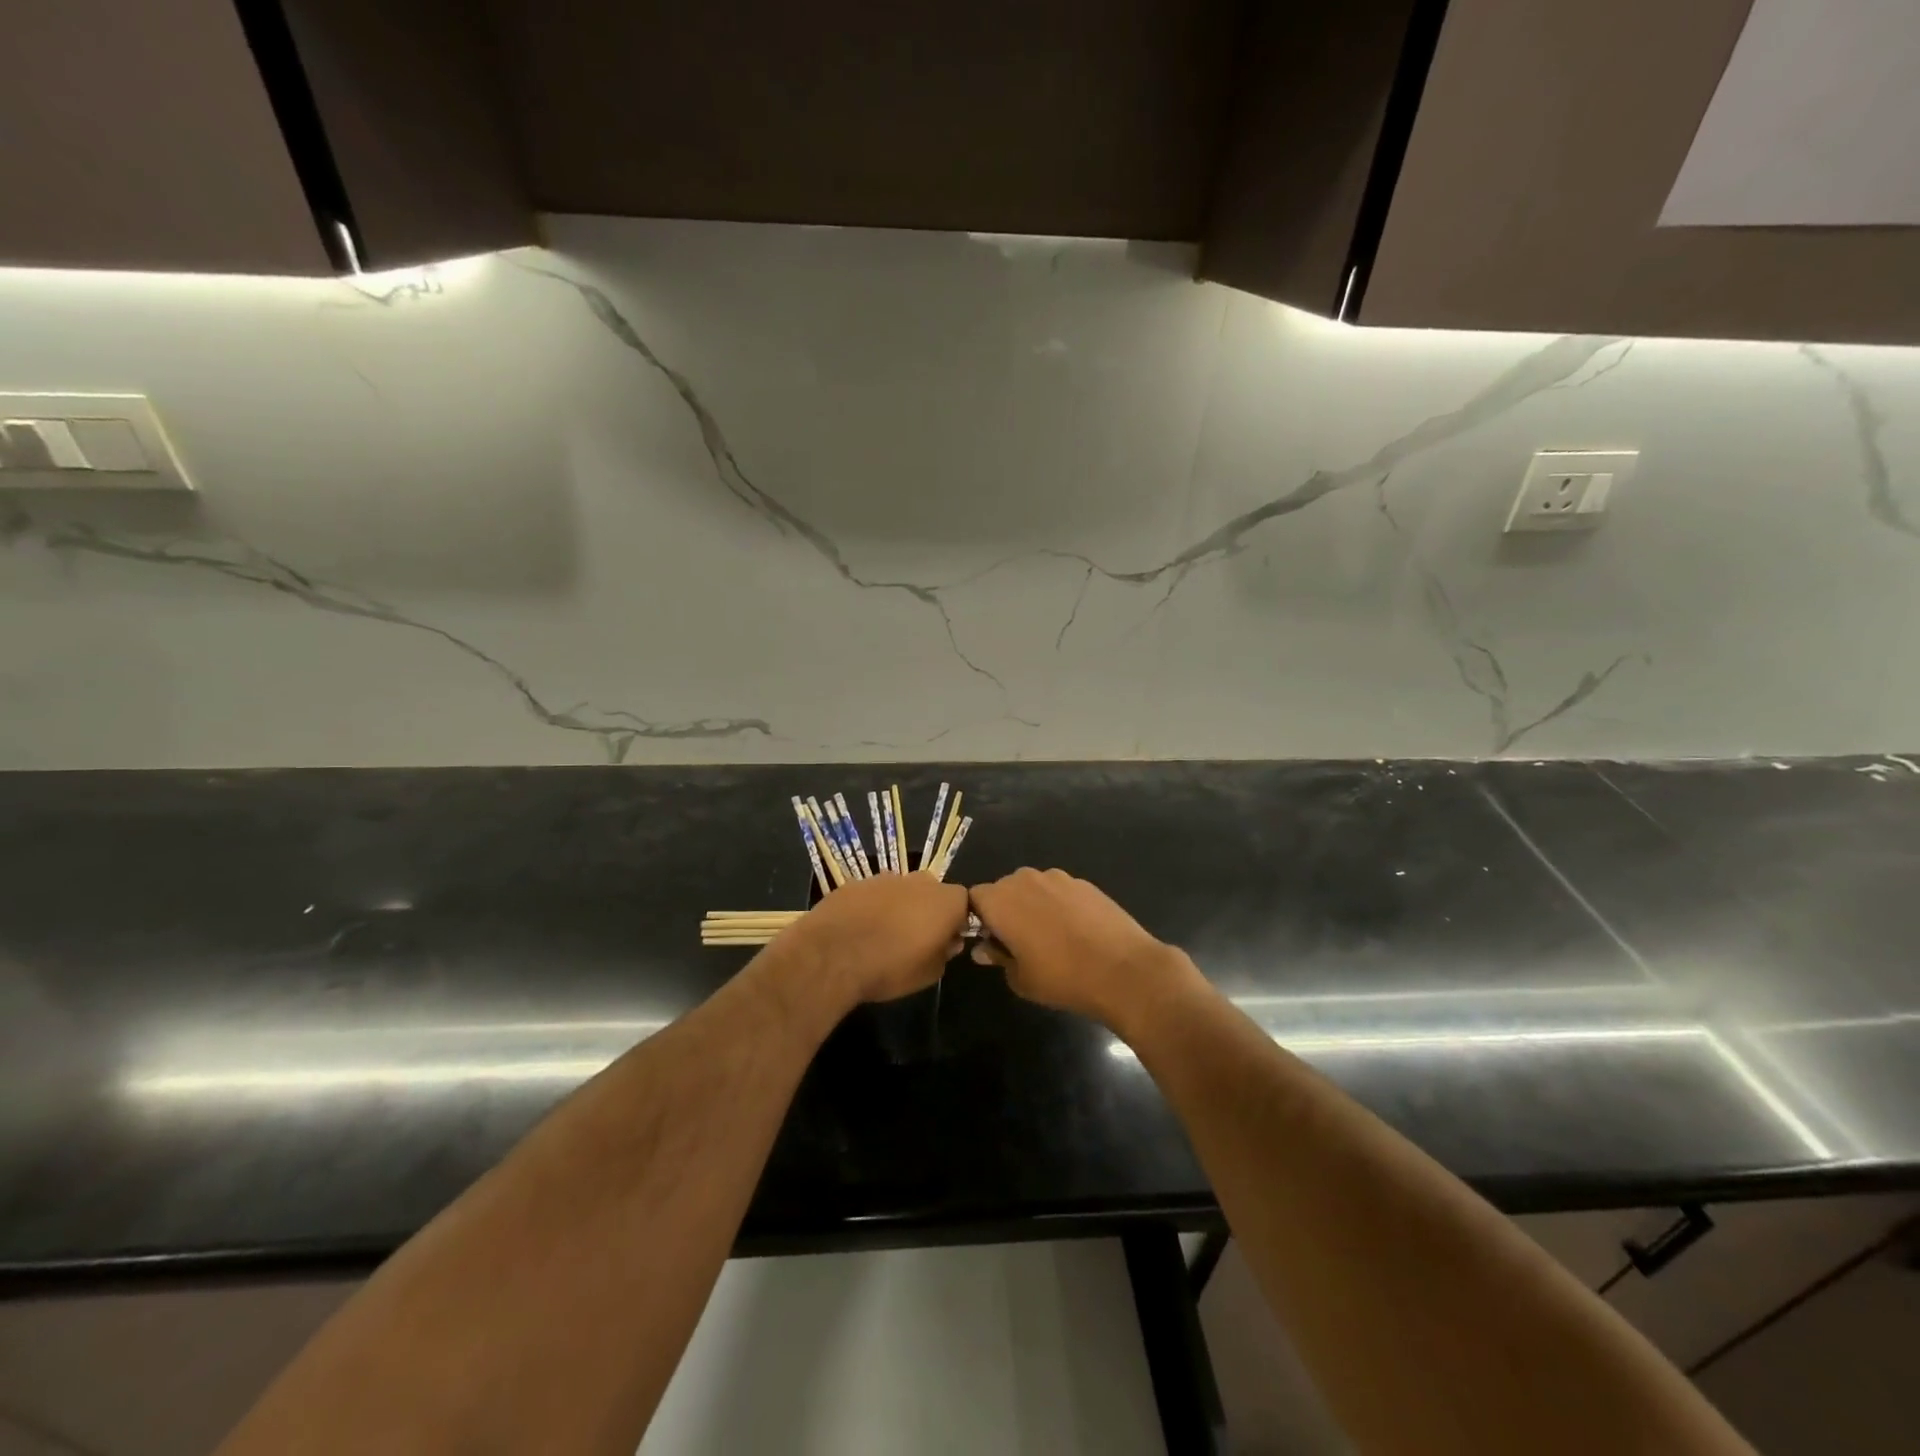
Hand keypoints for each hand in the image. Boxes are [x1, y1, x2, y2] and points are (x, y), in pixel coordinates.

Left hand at [781, 872, 969, 1006]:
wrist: (833, 955)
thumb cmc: (890, 968)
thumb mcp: (930, 974)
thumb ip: (945, 953)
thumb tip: (947, 942)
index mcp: (945, 901)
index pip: (964, 902)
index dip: (957, 921)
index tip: (946, 940)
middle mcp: (919, 881)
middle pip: (932, 891)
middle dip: (927, 910)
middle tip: (915, 938)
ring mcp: (886, 878)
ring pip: (901, 891)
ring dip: (899, 907)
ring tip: (883, 936)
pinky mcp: (857, 882)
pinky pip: (873, 894)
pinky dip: (871, 907)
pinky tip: (859, 929)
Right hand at [967, 868, 1190, 1028]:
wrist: (1122, 969)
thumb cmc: (1062, 978)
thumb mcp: (1020, 979)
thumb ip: (998, 958)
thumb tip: (984, 949)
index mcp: (1000, 901)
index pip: (974, 898)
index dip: (979, 918)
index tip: (991, 940)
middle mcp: (1024, 880)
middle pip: (1003, 888)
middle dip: (1005, 910)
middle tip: (1018, 941)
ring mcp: (1057, 877)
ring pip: (1032, 887)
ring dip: (1033, 904)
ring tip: (1050, 935)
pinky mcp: (1083, 882)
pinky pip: (1059, 890)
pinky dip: (1059, 904)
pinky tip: (1075, 930)